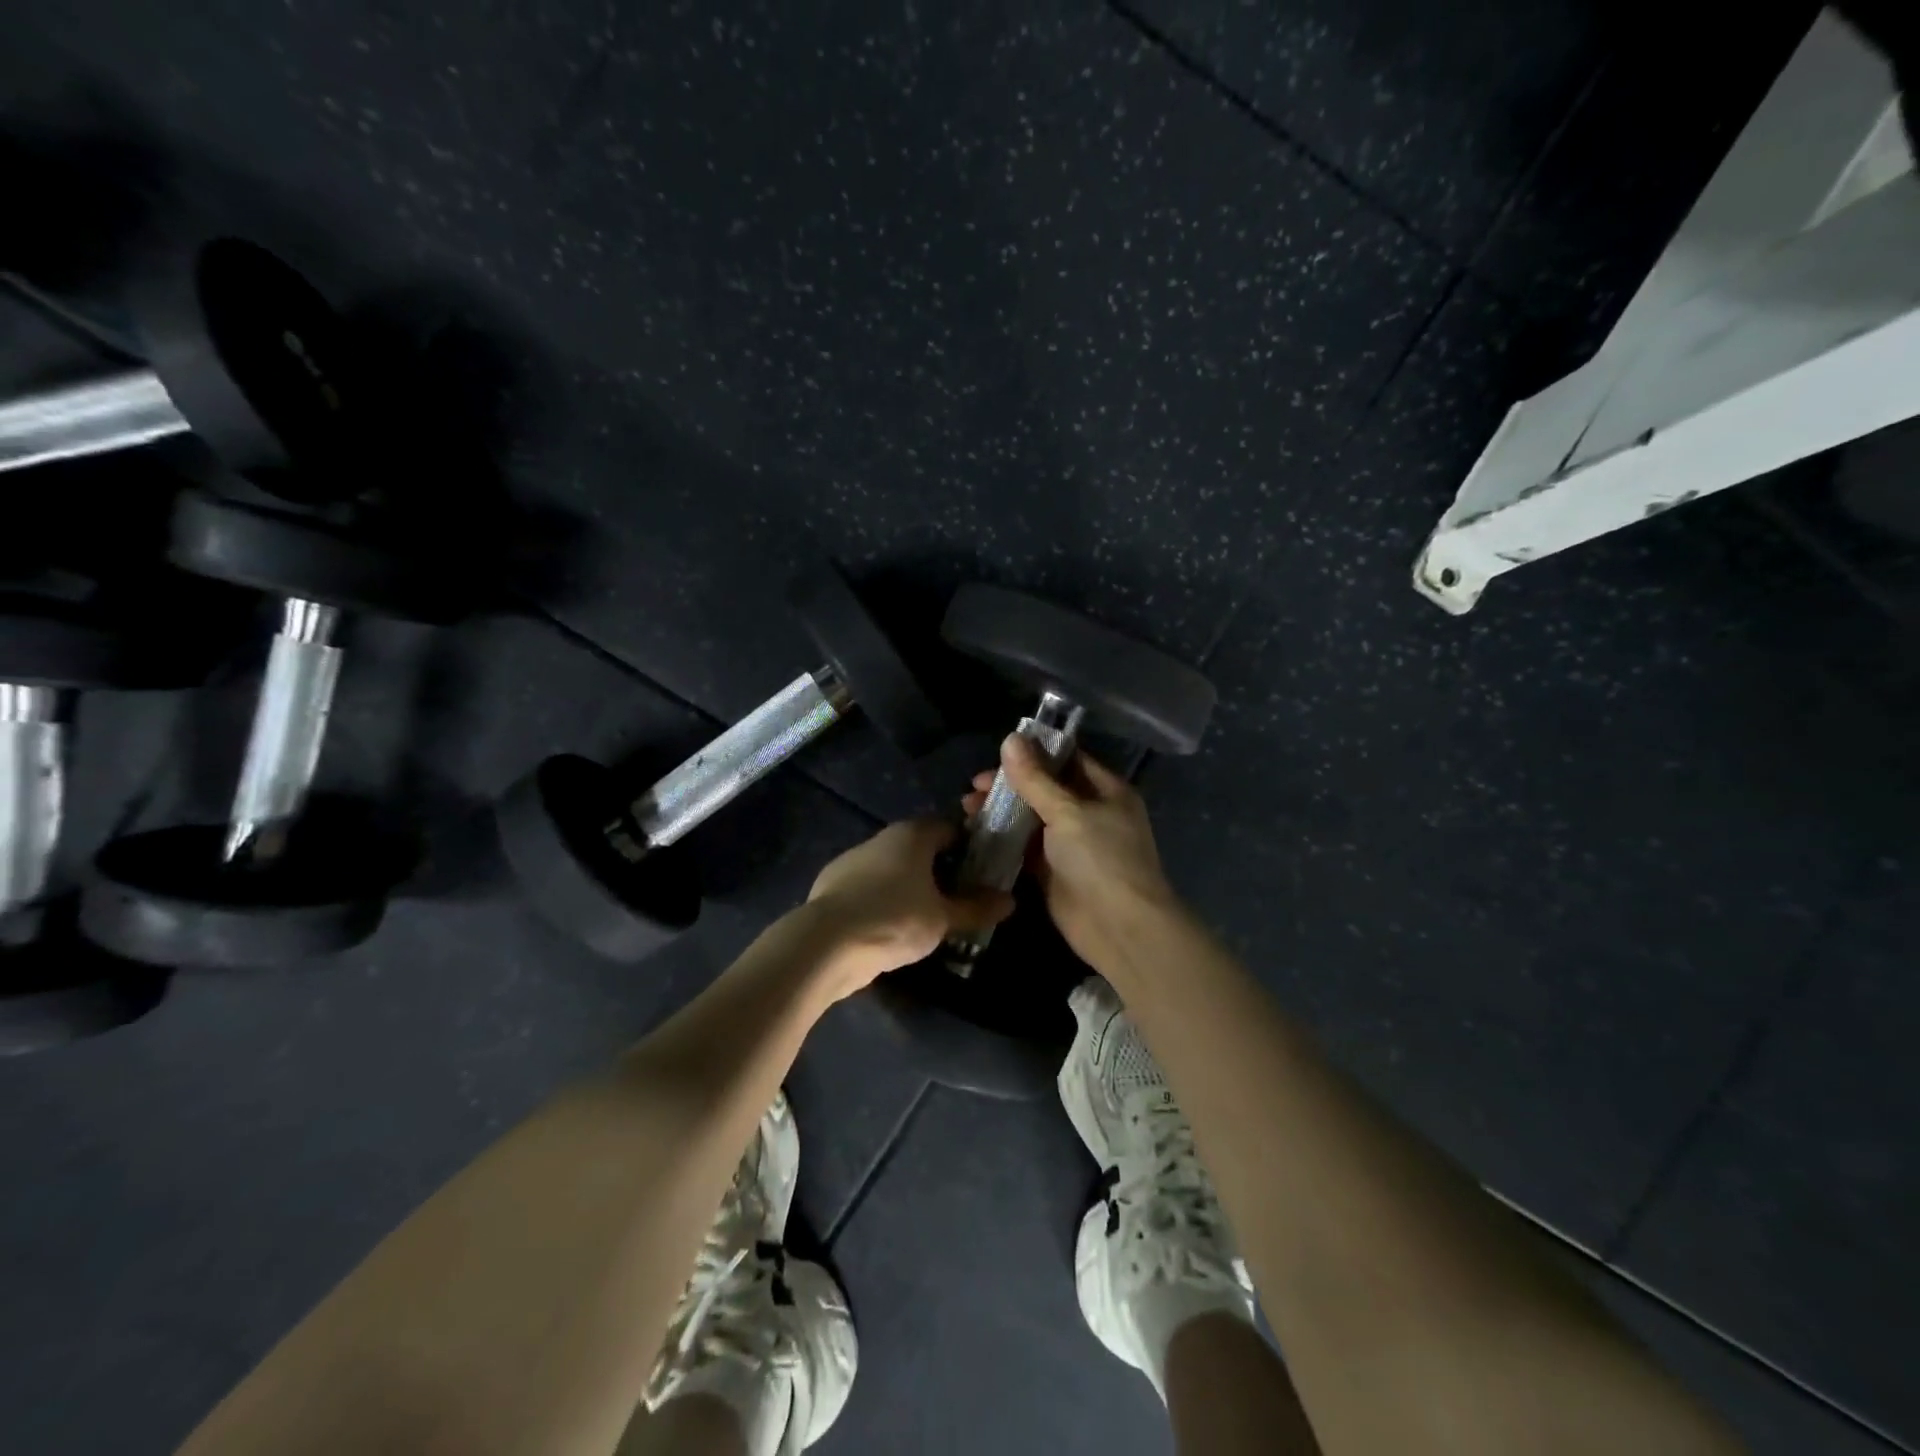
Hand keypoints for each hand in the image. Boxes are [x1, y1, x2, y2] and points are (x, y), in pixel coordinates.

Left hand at [805, 819, 1013, 997]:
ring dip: (912, 886)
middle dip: (942, 869)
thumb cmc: (894, 919)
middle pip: (922, 847)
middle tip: (961, 898)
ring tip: (929, 918)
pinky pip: (871, 887)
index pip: (950, 828)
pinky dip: (885, 900)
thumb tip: (1009, 901)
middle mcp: (883, 838)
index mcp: (913, 834)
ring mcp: (854, 860)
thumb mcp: (943, 919)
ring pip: (894, 868)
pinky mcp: (834, 885)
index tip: (984, 872)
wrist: (825, 943)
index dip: (971, 847)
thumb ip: (976, 908)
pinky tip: (893, 928)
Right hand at [963, 737, 1177, 970]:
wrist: (1119, 928)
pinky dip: (1003, 839)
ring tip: (967, 808)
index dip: (1034, 753)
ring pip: (1031, 818)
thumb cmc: (1101, 859)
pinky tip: (975, 833)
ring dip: (1002, 811)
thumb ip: (1035, 778)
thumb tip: (1010, 738)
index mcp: (1106, 790)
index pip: (1068, 759)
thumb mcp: (1067, 812)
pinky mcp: (1053, 871)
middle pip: (1045, 788)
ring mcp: (1071, 844)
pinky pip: (1024, 847)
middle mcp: (1090, 812)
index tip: (998, 752)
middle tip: (975, 786)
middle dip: (1010, 784)